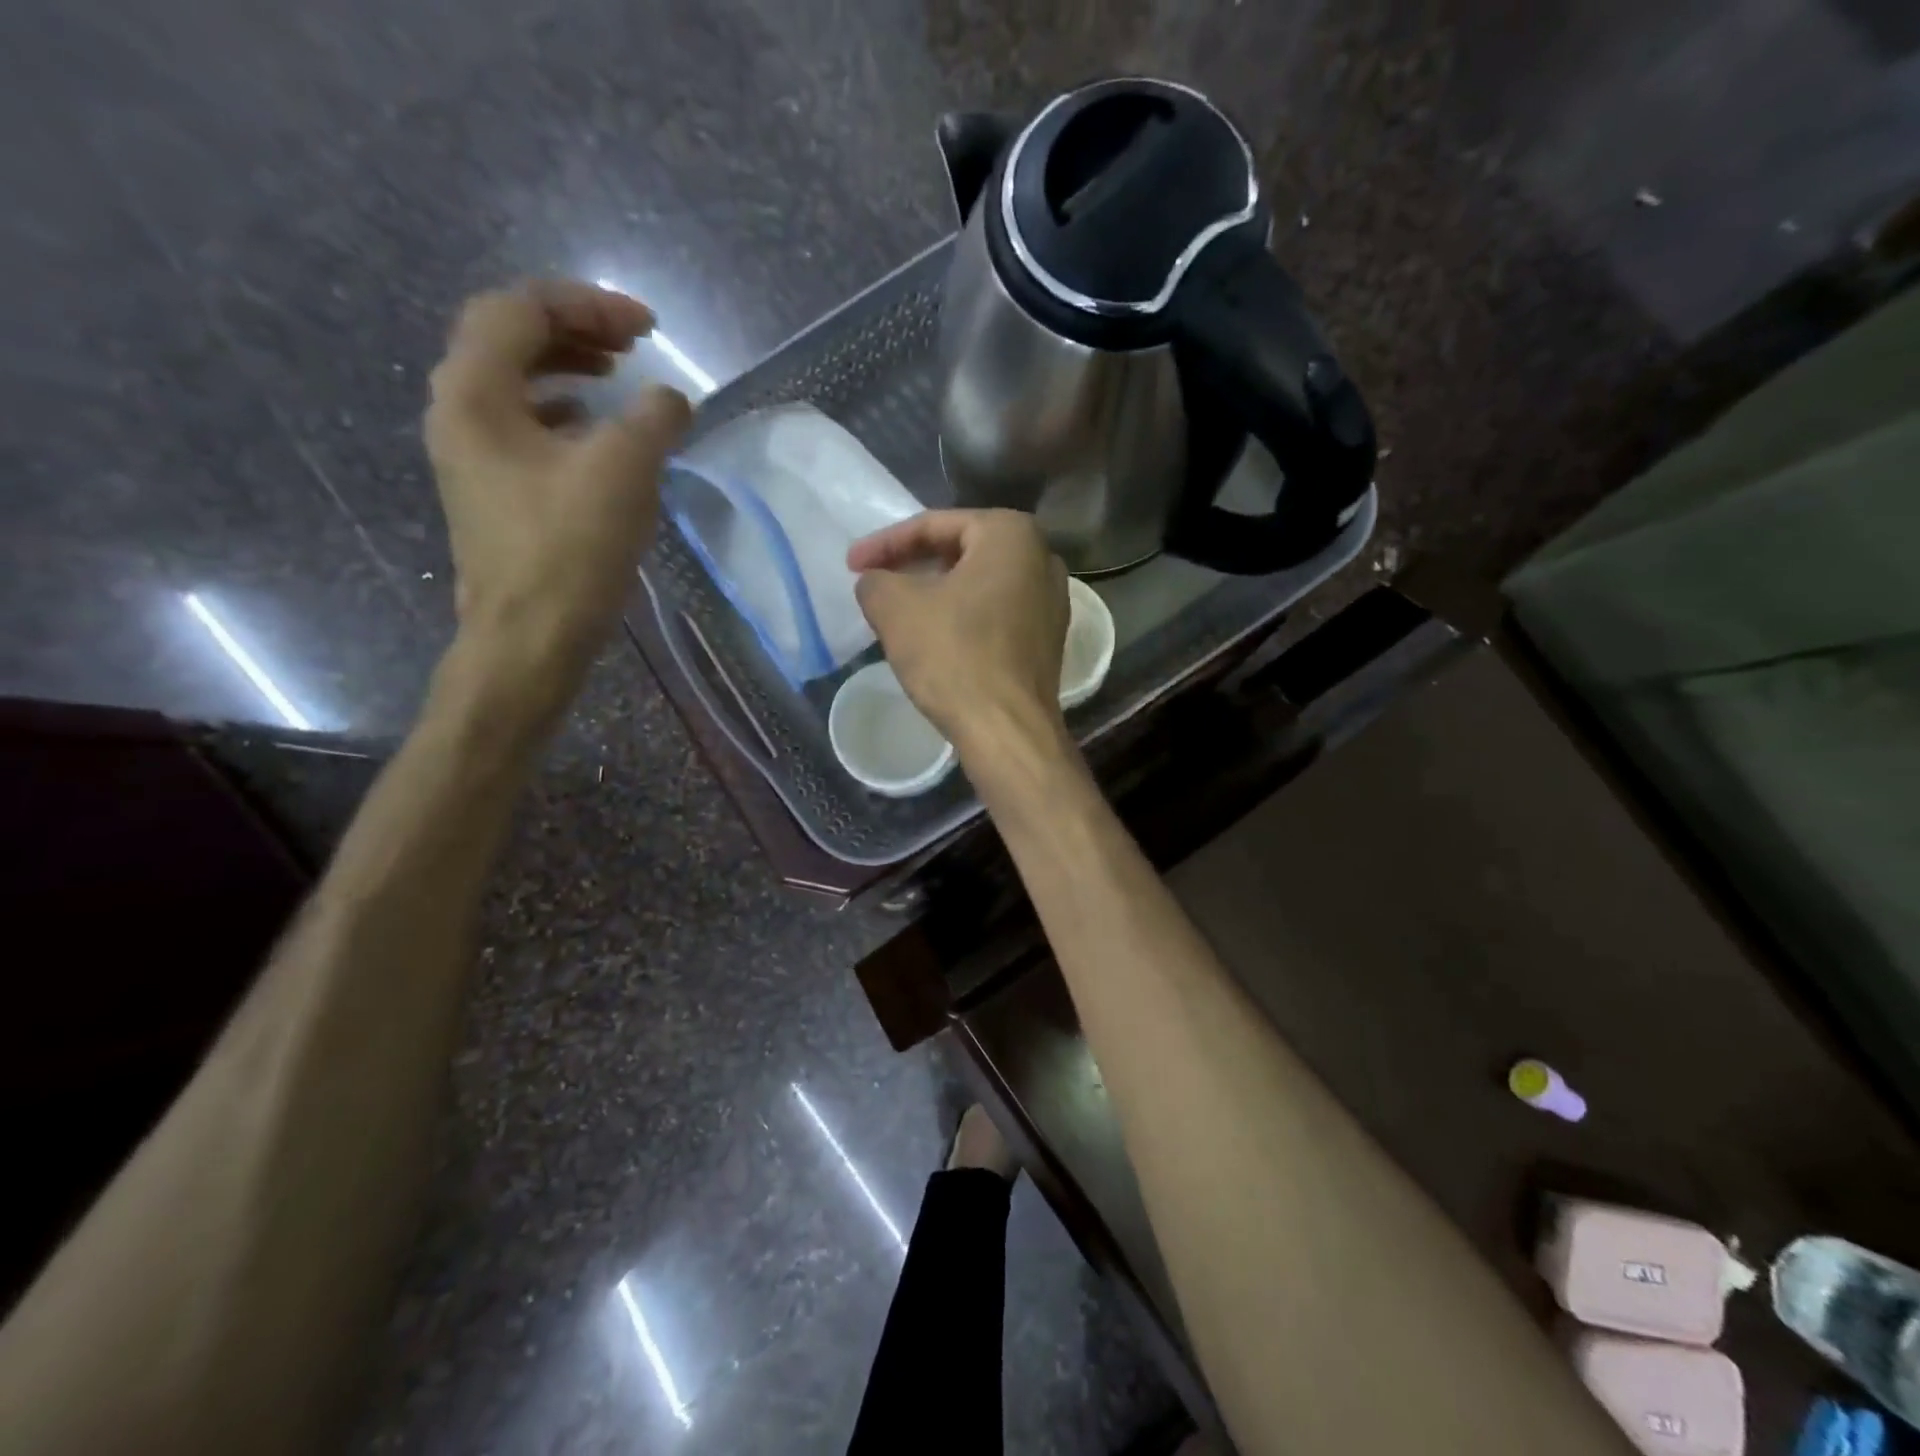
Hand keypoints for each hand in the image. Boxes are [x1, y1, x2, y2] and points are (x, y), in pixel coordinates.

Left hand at [424, 279, 690, 698]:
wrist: (531, 638)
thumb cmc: (570, 550)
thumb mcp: (624, 471)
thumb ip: (653, 418)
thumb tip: (671, 401)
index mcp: (475, 393)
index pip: (520, 310)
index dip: (587, 304)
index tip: (649, 330)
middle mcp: (458, 413)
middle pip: (508, 339)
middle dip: (574, 329)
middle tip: (631, 344)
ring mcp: (471, 456)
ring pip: (514, 383)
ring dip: (566, 369)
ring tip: (617, 378)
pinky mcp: (493, 492)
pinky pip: (523, 427)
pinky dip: (562, 414)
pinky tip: (594, 433)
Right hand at [848, 509, 1069, 753]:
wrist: (1008, 730)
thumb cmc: (954, 656)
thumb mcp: (895, 608)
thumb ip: (876, 580)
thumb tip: (877, 582)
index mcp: (1011, 533)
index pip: (934, 526)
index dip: (885, 543)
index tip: (851, 564)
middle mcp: (1042, 558)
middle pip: (961, 551)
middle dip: (914, 564)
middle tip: (877, 581)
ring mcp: (1052, 601)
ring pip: (979, 584)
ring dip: (937, 592)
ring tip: (900, 610)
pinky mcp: (1048, 639)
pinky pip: (996, 613)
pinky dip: (963, 617)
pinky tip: (936, 637)